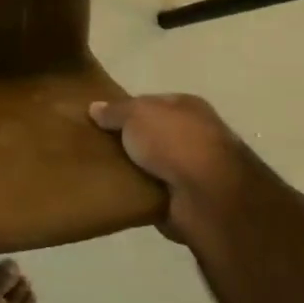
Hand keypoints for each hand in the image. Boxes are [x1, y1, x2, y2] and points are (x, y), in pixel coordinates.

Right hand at [88, 93, 253, 245]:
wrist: (208, 196)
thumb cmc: (173, 141)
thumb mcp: (136, 114)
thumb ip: (115, 111)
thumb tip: (94, 108)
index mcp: (187, 107)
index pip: (149, 103)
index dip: (124, 110)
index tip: (99, 121)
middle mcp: (194, 134)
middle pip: (151, 134)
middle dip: (127, 141)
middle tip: (95, 147)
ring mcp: (194, 169)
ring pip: (152, 164)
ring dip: (133, 169)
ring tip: (100, 171)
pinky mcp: (188, 199)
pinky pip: (154, 191)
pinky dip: (139, 193)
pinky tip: (118, 192)